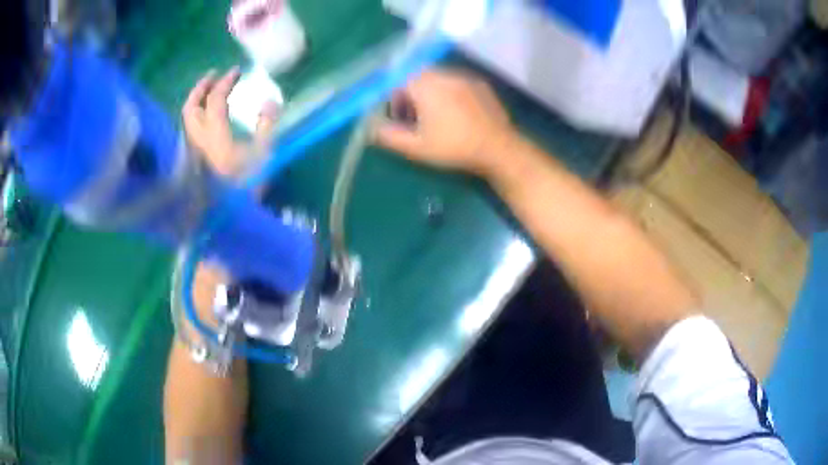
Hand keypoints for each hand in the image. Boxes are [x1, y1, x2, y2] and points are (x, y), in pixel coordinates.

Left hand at [182, 67, 278, 178]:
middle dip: (201, 86)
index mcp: (215, 135)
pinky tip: (204, 116)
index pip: (216, 99)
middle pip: (191, 106)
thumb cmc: (247, 187)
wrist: (227, 220)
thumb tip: (269, 101)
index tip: (237, 71)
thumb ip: (268, 125)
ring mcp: (191, 151)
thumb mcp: (264, 155)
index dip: (226, 81)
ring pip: (185, 118)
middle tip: (213, 74)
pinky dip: (194, 115)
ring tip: (207, 91)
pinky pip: (187, 130)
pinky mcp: (190, 160)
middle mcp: (197, 140)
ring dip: (195, 100)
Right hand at [373, 70, 515, 175]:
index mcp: (426, 85)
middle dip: (411, 95)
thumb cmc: (454, 147)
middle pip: (418, 77)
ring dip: (430, 93)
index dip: (394, 99)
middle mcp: (444, 74)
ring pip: (438, 79)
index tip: (399, 118)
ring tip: (437, 117)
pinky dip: (449, 93)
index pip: (399, 81)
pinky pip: (456, 83)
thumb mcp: (416, 147)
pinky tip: (457, 114)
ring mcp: (465, 77)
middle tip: (415, 119)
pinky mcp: (481, 84)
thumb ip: (389, 136)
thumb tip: (372, 128)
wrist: (498, 148)